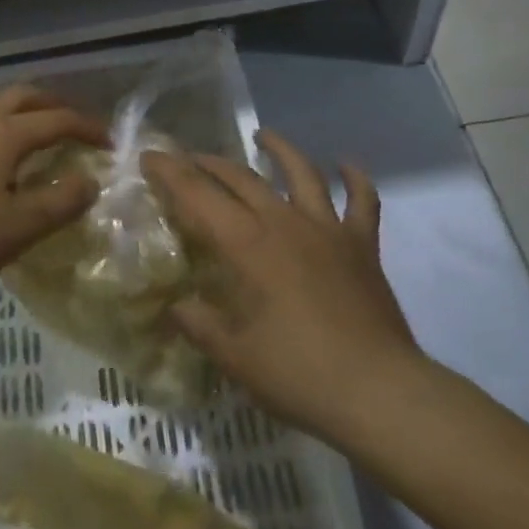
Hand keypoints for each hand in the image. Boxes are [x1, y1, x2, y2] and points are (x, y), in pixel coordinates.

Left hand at [0, 86, 107, 297]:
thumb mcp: (21, 226)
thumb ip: (61, 201)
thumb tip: (90, 180)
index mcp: (5, 135)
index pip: (58, 119)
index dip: (88, 128)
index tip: (110, 144)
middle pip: (25, 97)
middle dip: (57, 105)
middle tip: (77, 128)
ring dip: (28, 115)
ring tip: (43, 142)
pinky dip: (5, 130)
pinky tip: (2, 163)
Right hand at [141, 130, 423, 442]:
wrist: (379, 393)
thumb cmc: (298, 373)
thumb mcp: (233, 355)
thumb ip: (198, 324)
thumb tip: (176, 306)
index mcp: (247, 245)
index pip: (198, 195)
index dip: (170, 172)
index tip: (149, 156)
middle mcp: (284, 223)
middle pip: (241, 177)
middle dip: (209, 162)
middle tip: (188, 158)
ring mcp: (327, 230)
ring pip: (302, 174)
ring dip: (281, 150)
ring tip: (264, 135)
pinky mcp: (362, 246)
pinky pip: (362, 202)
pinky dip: (355, 179)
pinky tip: (346, 164)